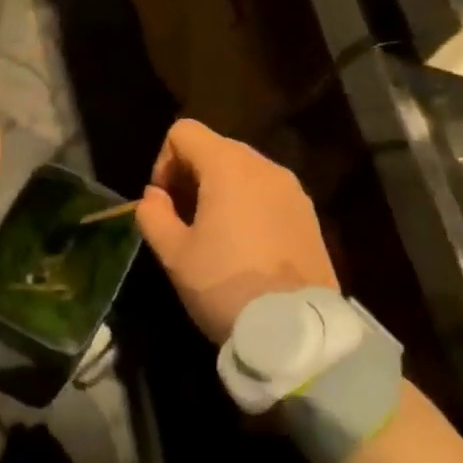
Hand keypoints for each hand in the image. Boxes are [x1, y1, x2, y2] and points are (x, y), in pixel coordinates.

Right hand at [136, 118, 337, 342]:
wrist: (295, 330)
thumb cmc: (224, 285)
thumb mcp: (173, 253)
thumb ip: (153, 214)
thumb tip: (154, 196)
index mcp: (228, 166)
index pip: (184, 132)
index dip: (164, 162)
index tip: (165, 203)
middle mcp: (264, 166)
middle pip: (215, 148)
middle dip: (191, 176)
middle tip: (183, 220)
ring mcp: (292, 190)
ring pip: (243, 171)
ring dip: (220, 191)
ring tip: (213, 236)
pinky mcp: (309, 214)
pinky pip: (267, 193)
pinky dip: (248, 205)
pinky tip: (244, 247)